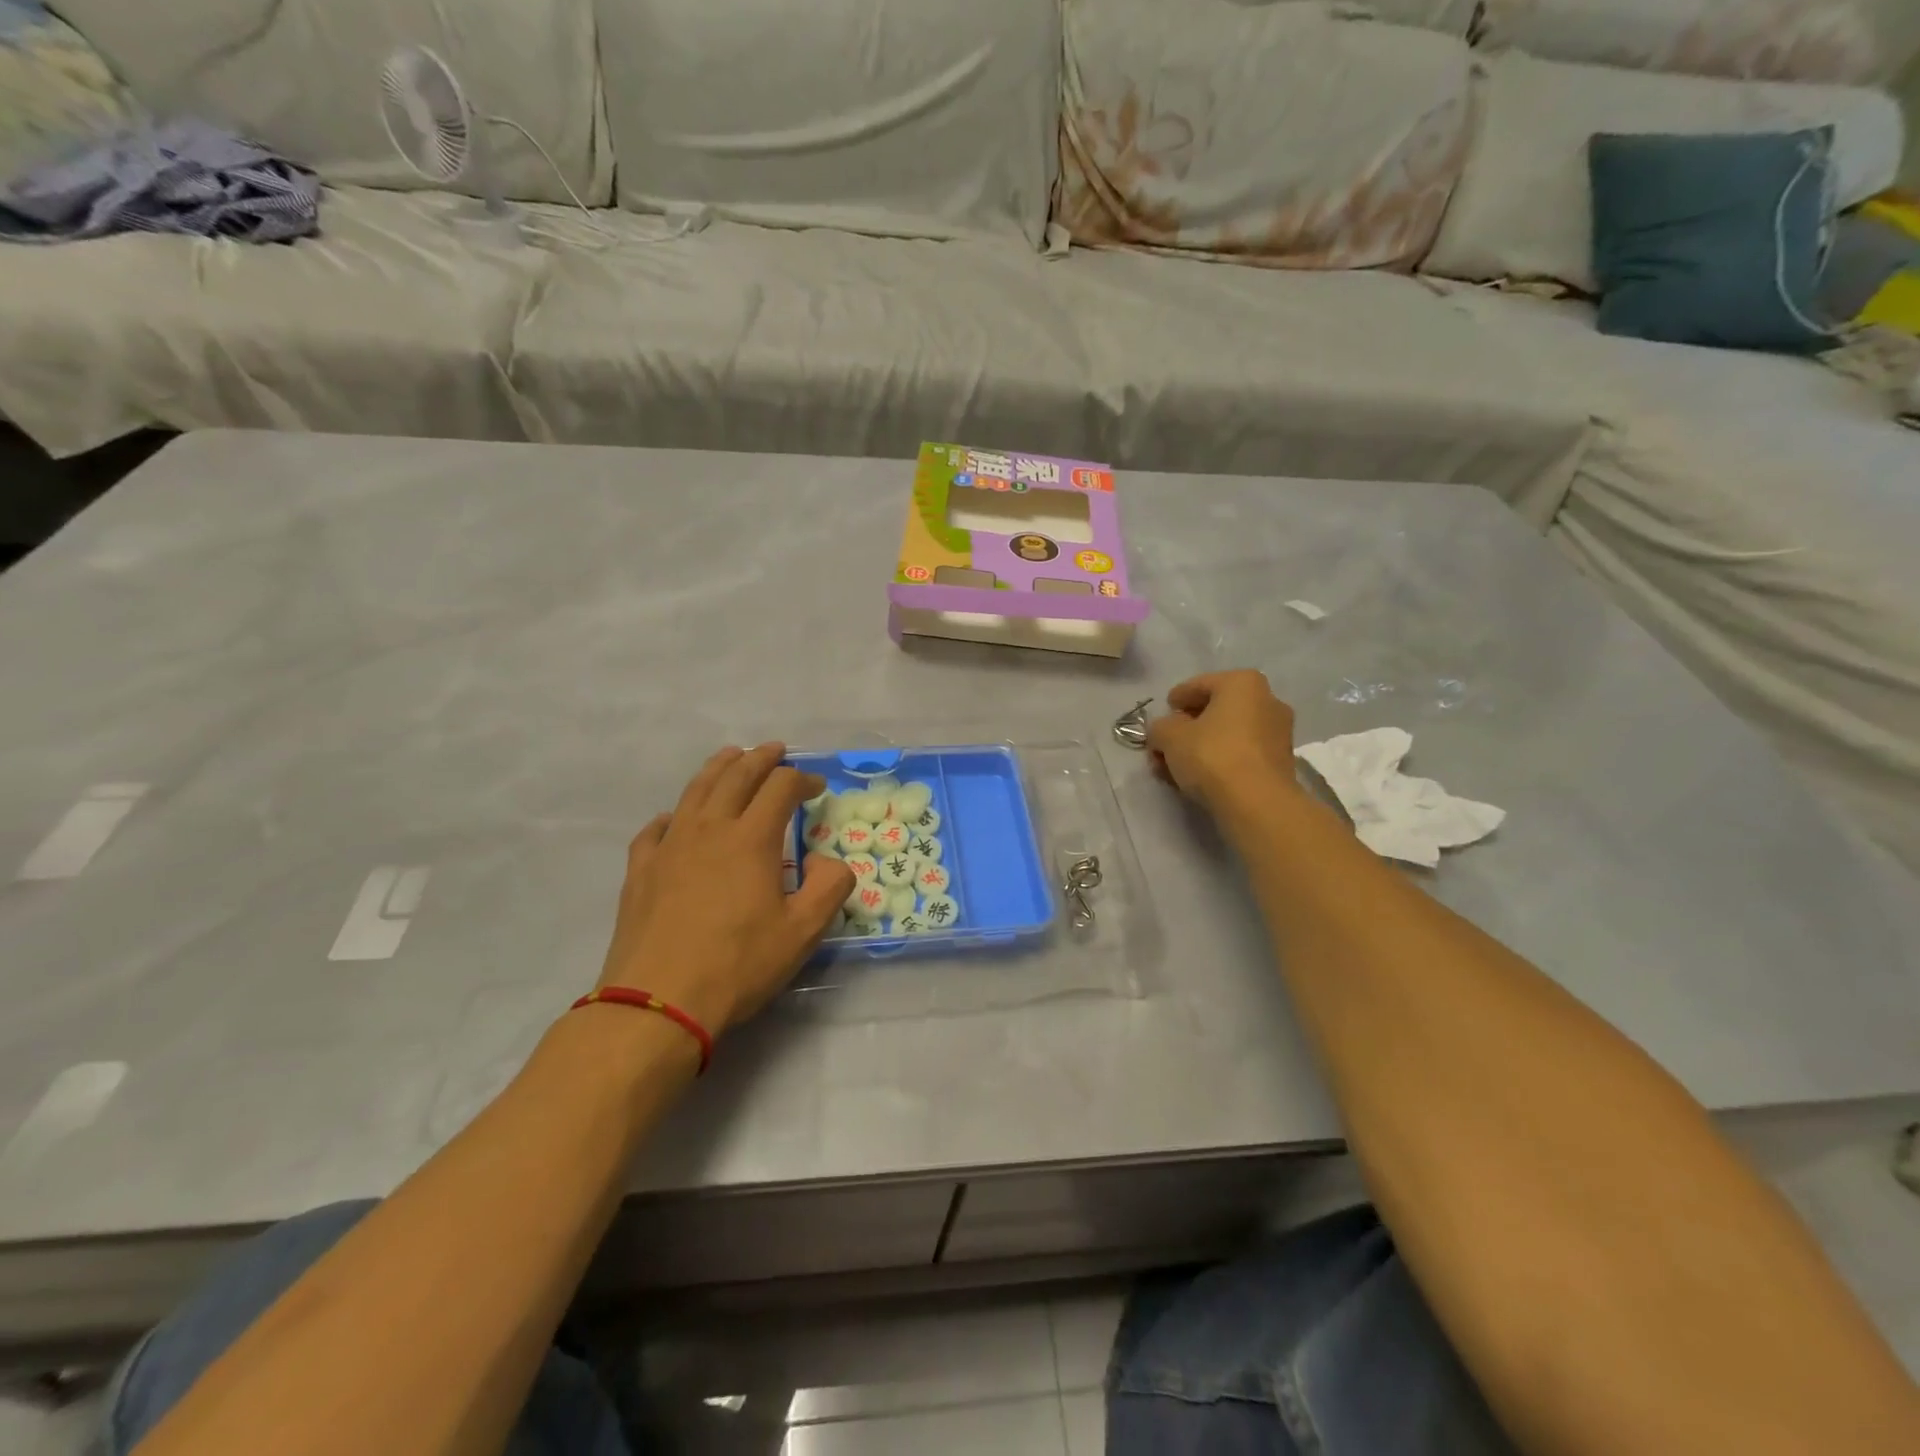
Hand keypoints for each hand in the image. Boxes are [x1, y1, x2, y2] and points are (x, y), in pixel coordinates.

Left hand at [597, 744, 854, 1037]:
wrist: (658, 1001)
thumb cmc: (738, 964)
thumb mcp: (803, 932)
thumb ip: (829, 887)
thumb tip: (829, 860)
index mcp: (751, 838)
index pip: (781, 787)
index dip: (802, 779)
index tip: (817, 788)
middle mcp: (709, 828)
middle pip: (736, 775)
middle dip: (761, 758)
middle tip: (776, 751)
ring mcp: (669, 846)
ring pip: (695, 790)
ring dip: (718, 768)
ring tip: (731, 757)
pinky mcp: (641, 869)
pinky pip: (657, 827)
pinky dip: (674, 815)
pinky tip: (676, 820)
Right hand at [1145, 670, 1300, 812]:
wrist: (1257, 803)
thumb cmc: (1212, 755)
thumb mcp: (1169, 736)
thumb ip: (1159, 727)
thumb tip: (1163, 731)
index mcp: (1243, 683)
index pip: (1198, 685)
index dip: (1175, 701)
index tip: (1161, 718)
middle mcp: (1267, 700)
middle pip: (1215, 711)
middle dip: (1186, 729)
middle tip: (1164, 746)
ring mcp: (1278, 732)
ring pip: (1227, 735)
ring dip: (1200, 747)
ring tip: (1175, 768)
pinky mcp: (1280, 763)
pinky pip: (1240, 754)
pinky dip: (1219, 761)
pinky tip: (1198, 778)